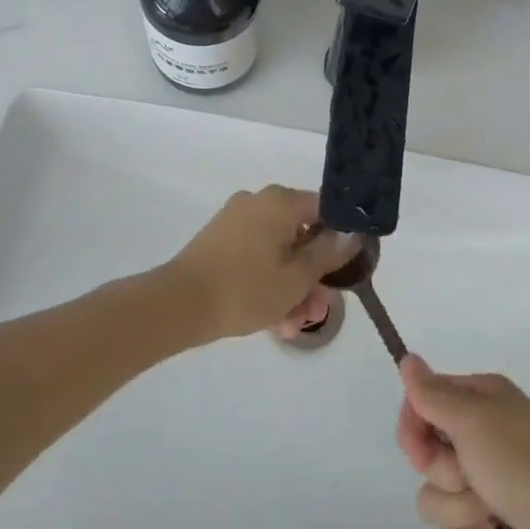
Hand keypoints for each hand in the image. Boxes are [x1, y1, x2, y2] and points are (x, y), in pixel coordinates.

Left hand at [166, 186, 349, 341]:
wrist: (178, 305)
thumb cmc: (245, 288)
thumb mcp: (297, 277)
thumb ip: (328, 253)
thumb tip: (352, 233)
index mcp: (280, 201)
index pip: (325, 210)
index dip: (339, 240)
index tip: (343, 272)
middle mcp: (259, 202)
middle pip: (301, 235)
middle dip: (313, 276)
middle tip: (317, 311)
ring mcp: (236, 222)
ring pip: (279, 251)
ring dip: (292, 287)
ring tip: (293, 327)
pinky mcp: (220, 242)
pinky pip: (256, 257)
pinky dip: (268, 282)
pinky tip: (275, 321)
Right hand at [396, 356, 529, 528]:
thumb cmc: (521, 464)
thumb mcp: (472, 420)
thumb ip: (433, 393)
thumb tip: (407, 358)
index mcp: (481, 398)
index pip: (424, 401)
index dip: (414, 429)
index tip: (419, 452)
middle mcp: (484, 431)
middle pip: (428, 451)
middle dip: (441, 473)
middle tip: (466, 477)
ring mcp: (490, 476)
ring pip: (437, 494)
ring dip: (457, 509)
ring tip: (487, 513)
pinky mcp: (494, 518)